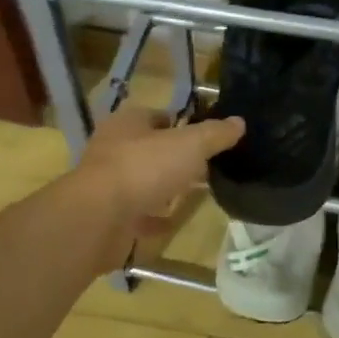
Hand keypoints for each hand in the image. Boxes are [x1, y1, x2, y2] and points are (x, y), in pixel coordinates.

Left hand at [73, 102, 244, 267]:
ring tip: (196, 193)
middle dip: (176, 157)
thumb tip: (239, 122)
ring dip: (165, 187)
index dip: (183, 124)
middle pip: (151, 149)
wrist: (99, 218)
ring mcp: (110, 185)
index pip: (158, 116)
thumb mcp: (189, 145)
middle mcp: (114, 149)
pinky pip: (139, 214)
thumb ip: (214, 134)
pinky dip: (156, 218)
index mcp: (128, 123)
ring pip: (144, 181)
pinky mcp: (110, 216)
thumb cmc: (144, 168)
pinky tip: (175, 221)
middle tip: (207, 166)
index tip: (207, 137)